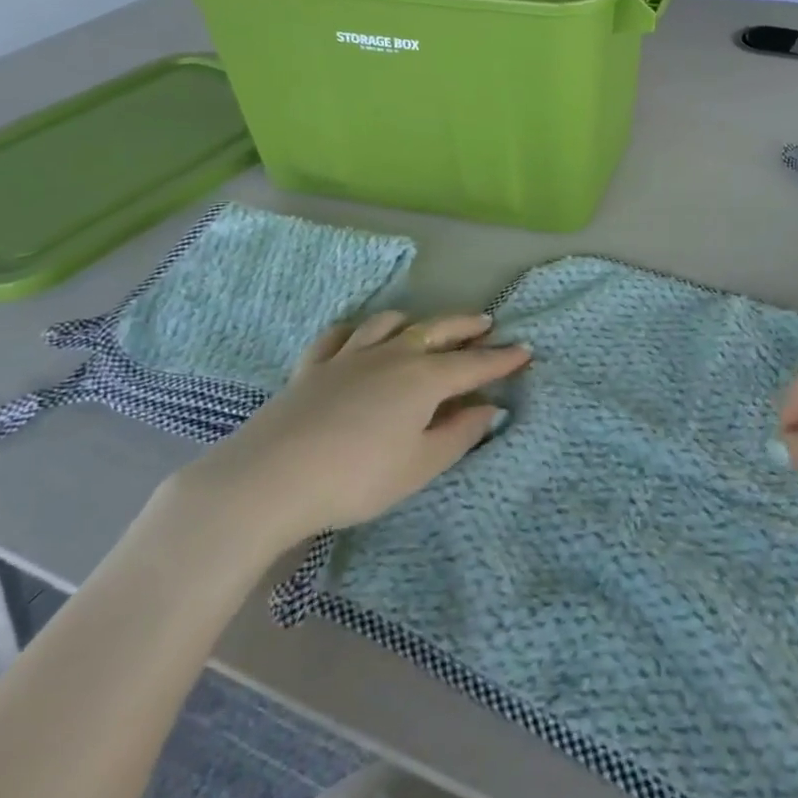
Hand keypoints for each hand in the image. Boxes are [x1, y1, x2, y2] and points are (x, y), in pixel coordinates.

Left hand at [167, 312, 529, 565]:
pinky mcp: (313, 366)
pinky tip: (356, 336)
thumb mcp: (420, 465)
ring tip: (424, 325)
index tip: (525, 350)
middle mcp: (392, 356)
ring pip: (388, 323)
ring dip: (414, 320)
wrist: (271, 477)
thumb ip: (459, 434)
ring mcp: (349, 356)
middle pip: (437, 331)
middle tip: (486, 323)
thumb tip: (490, 408)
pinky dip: (356, 330)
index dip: (502, 359)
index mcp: (424, 379)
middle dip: (465, 327)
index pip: (474, 364)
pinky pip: (339, 336)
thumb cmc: (358, 477)